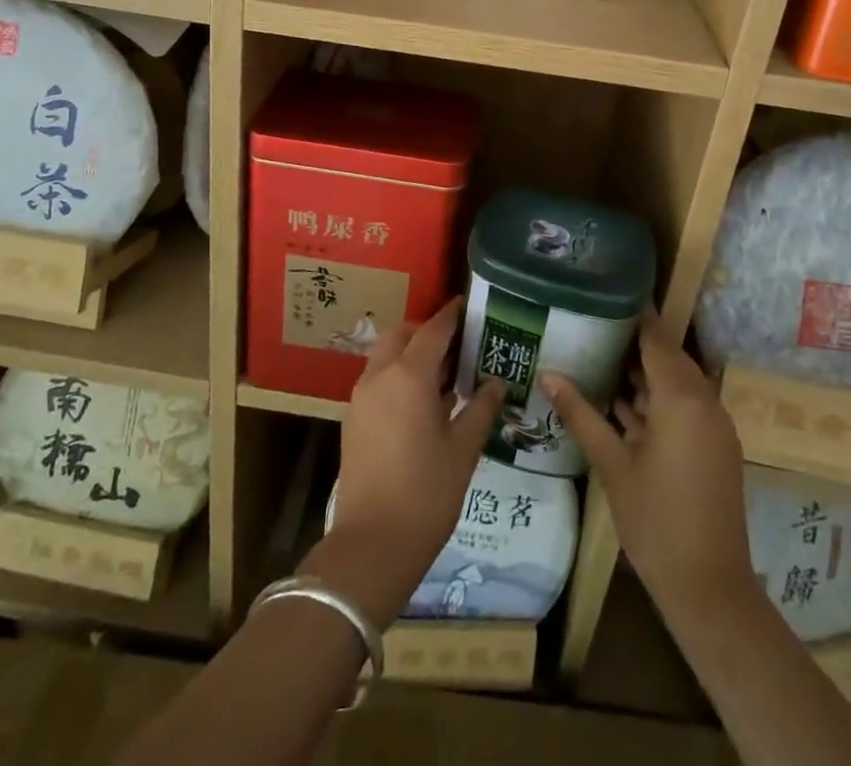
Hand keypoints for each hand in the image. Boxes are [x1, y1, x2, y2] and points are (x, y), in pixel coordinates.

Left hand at [316, 299, 503, 630]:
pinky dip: (396, 375)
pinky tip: (420, 402)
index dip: (451, 315)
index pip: (433, 330)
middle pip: (402, 334)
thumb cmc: (426, 493)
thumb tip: (497, 382)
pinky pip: (376, 379)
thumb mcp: (463, 449)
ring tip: (442, 374)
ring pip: (385, 356)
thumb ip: (480, 408)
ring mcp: (360, 397)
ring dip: (409, 353)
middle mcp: (379, 375)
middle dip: (426, 331)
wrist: (372, 545)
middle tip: (456, 344)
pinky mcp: (352, 419)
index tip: (467, 304)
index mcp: (408, 375)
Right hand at [541, 314, 755, 627]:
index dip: (636, 312)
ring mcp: (712, 426)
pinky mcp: (713, 446)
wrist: (710, 589)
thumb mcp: (612, 465)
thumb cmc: (656, 522)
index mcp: (682, 399)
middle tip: (592, 319)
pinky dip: (655, 398)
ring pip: (674, 383)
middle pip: (667, 357)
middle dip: (632, 339)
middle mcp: (704, 402)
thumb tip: (548, 373)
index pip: (657, 338)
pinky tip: (619, 399)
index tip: (607, 287)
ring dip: (642, 371)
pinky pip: (682, 406)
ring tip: (598, 351)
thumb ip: (581, 414)